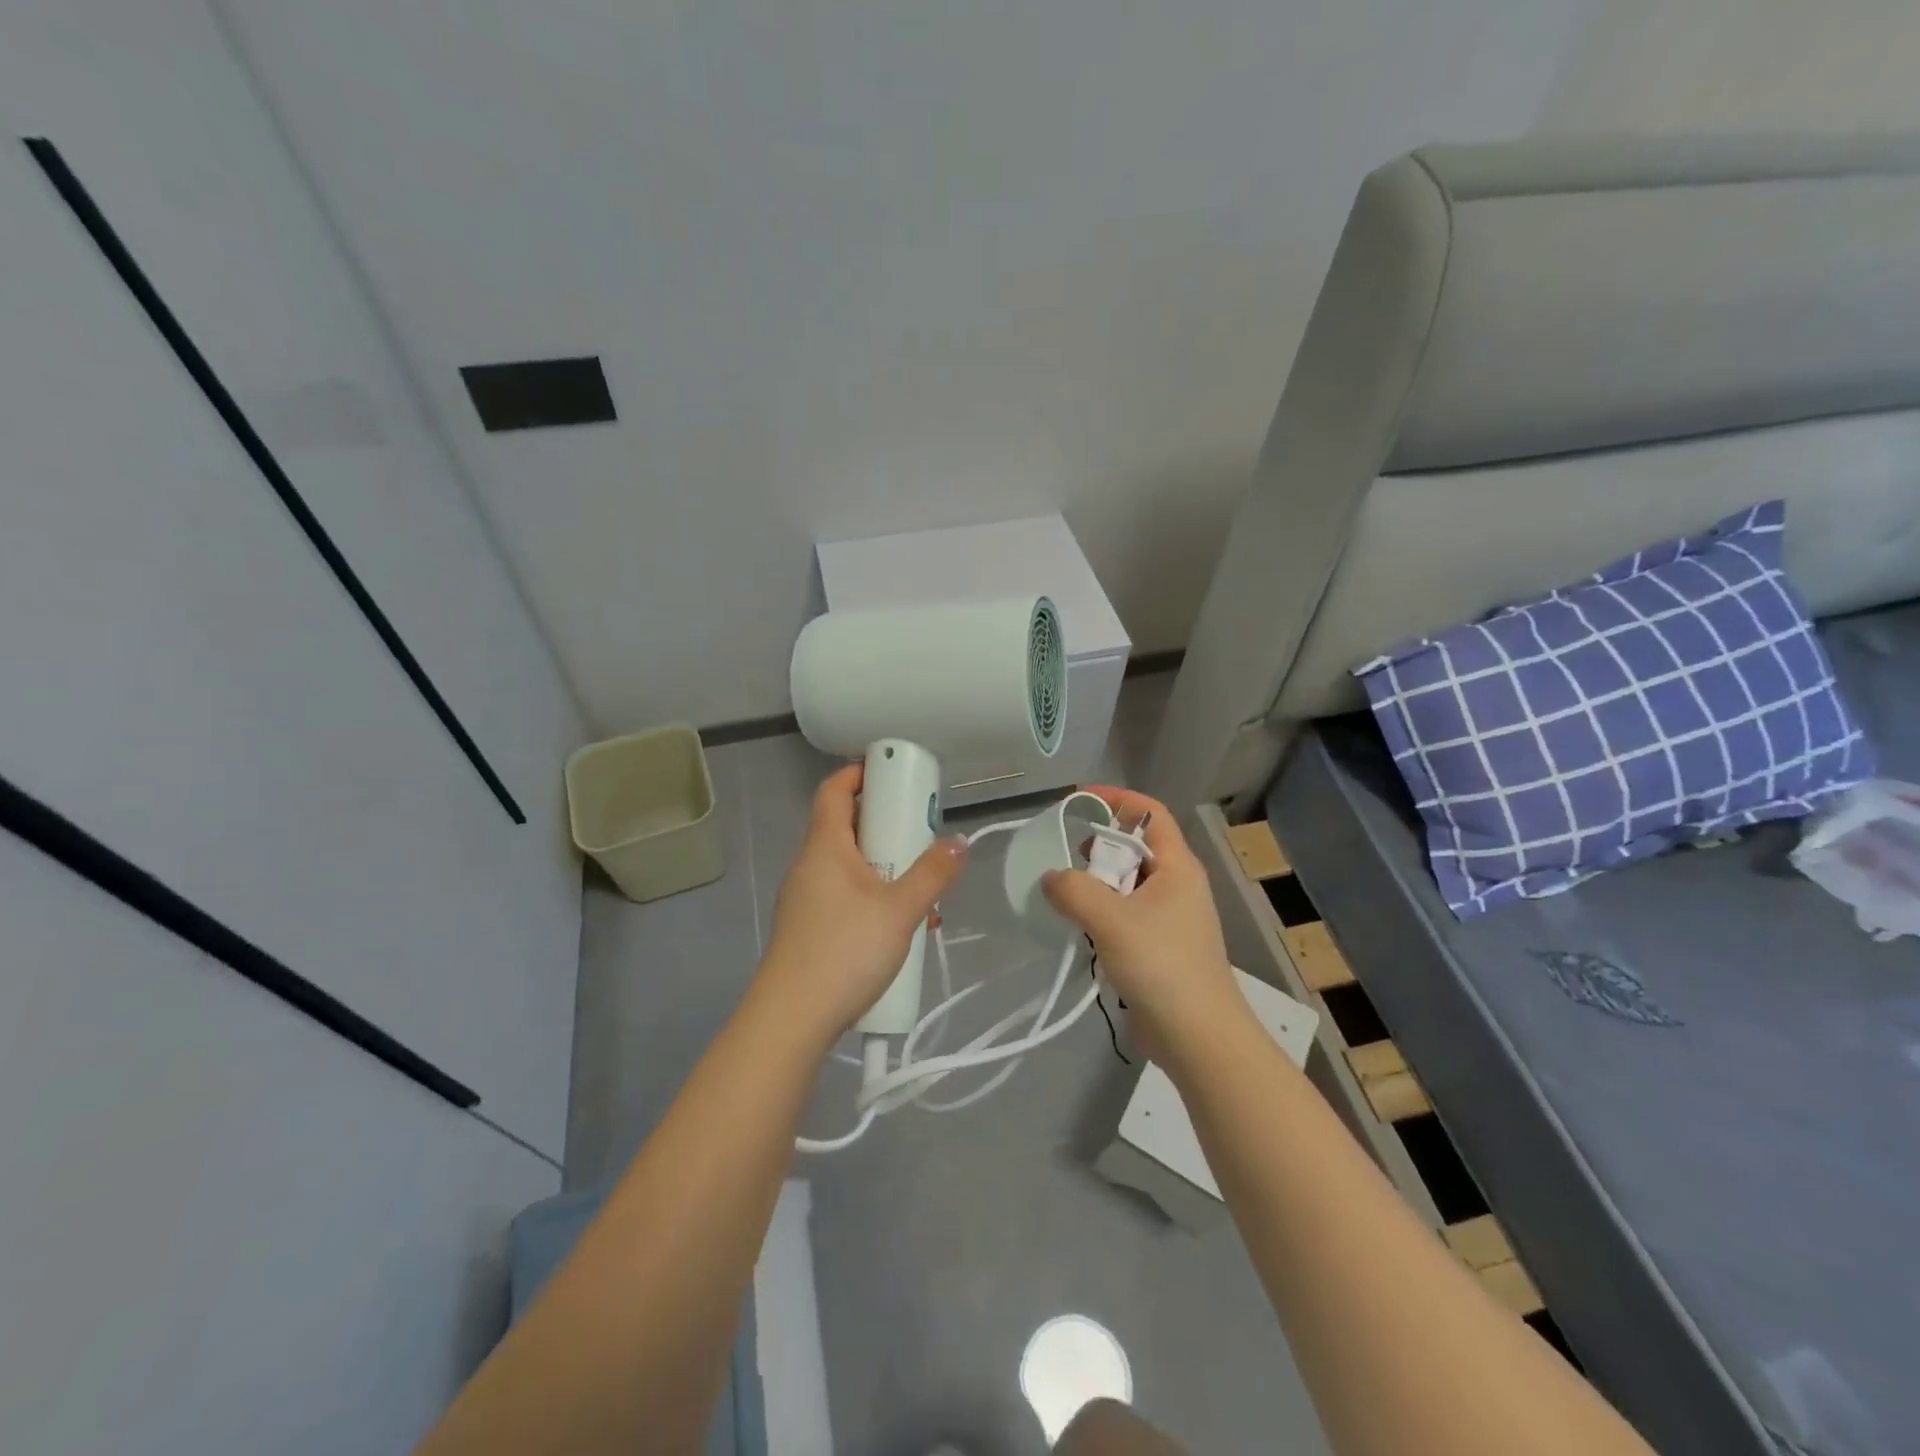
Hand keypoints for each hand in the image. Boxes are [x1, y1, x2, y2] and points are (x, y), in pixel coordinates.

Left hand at [755, 763, 966, 1046]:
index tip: (894, 772)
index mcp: (825, 846)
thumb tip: (958, 842)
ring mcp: (806, 897)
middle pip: (845, 825)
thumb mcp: (900, 910)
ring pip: (849, 864)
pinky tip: (902, 924)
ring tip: (920, 882)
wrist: (792, 1019)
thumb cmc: (845, 950)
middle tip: (921, 829)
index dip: (860, 772)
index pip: (834, 789)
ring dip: (884, 864)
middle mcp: (810, 864)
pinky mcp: (810, 927)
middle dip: (886, 823)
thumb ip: (932, 873)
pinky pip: (845, 894)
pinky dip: (873, 894)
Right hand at [1041, 786, 1245, 1062]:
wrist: (1198, 1037)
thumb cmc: (1161, 965)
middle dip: (1098, 846)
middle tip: (1063, 855)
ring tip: (1064, 895)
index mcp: (1177, 867)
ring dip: (1096, 884)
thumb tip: (1051, 878)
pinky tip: (1078, 929)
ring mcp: (1169, 918)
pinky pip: (1124, 915)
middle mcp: (1176, 885)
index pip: (1150, 813)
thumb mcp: (1111, 919)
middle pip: (1135, 848)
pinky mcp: (1159, 947)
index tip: (1078, 800)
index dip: (1117, 799)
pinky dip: (1101, 914)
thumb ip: (1074, 890)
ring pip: (1126, 884)